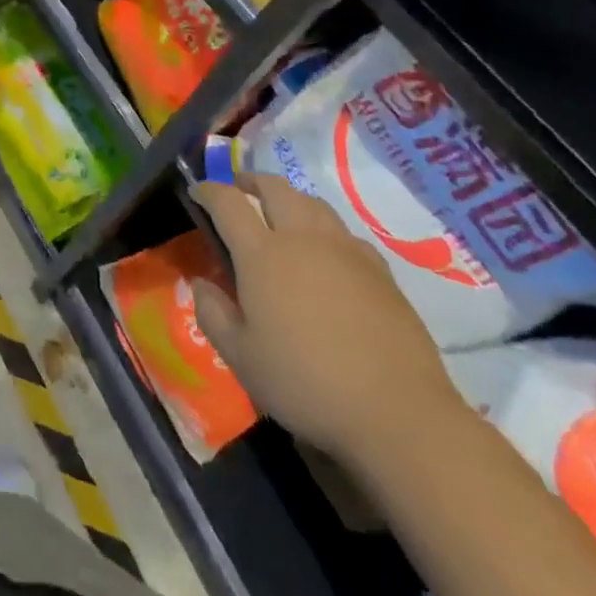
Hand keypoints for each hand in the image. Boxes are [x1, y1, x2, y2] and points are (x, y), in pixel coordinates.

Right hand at [190, 172, 461, 467]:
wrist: (398, 413)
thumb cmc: (306, 383)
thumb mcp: (241, 357)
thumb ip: (213, 313)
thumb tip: (202, 283)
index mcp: (262, 254)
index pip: (227, 202)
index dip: (208, 191)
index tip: (197, 192)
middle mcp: (302, 238)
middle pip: (274, 188)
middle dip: (250, 181)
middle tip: (238, 190)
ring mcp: (345, 251)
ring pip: (312, 202)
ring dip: (289, 198)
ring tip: (280, 213)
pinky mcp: (380, 271)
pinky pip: (344, 232)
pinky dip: (324, 228)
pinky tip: (326, 252)